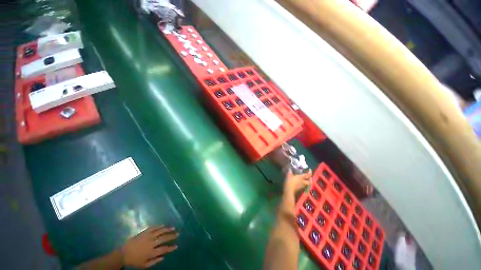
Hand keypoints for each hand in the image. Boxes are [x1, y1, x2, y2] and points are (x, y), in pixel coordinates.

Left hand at [122, 226, 178, 267]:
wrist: (123, 254)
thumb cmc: (134, 261)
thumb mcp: (144, 265)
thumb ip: (154, 261)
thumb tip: (163, 257)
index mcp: (151, 252)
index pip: (164, 249)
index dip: (171, 248)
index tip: (176, 246)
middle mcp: (151, 243)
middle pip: (164, 238)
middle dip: (172, 236)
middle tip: (177, 234)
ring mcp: (148, 236)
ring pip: (160, 231)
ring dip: (167, 229)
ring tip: (173, 228)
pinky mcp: (144, 232)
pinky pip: (153, 227)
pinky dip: (159, 226)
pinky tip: (163, 225)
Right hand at [283, 169, 311, 197]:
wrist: (289, 189)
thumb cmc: (290, 181)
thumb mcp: (289, 175)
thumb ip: (290, 172)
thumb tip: (290, 169)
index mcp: (301, 177)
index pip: (308, 175)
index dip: (310, 172)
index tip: (310, 170)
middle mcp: (303, 181)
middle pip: (310, 181)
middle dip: (310, 179)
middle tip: (309, 177)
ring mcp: (302, 185)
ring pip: (307, 184)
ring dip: (307, 182)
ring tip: (304, 180)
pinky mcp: (300, 188)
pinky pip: (303, 185)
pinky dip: (303, 184)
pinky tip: (300, 183)